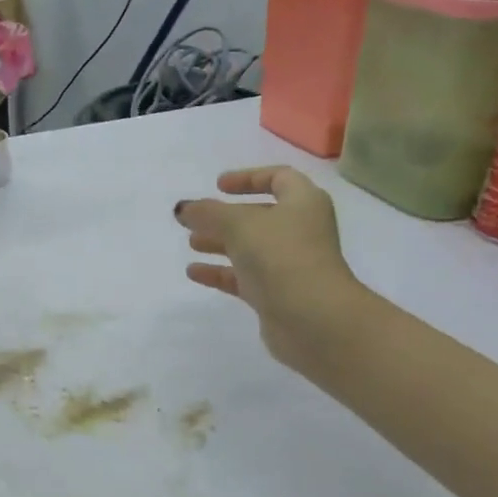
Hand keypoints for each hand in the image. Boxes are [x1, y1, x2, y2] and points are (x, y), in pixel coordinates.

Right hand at [174, 167, 359, 374]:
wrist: (313, 319)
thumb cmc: (281, 256)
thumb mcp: (238, 224)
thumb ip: (207, 213)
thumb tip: (183, 208)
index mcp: (303, 203)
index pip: (279, 178)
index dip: (249, 177)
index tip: (218, 186)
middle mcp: (300, 230)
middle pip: (260, 215)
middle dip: (226, 216)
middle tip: (196, 219)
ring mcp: (289, 264)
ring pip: (250, 247)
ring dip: (220, 243)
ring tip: (192, 243)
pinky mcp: (277, 294)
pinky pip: (244, 277)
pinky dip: (220, 272)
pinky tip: (193, 273)